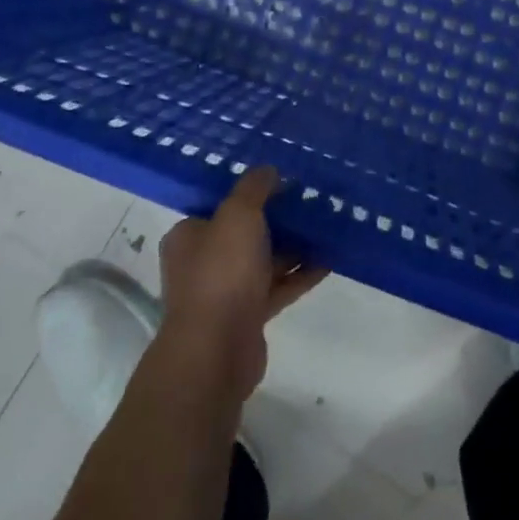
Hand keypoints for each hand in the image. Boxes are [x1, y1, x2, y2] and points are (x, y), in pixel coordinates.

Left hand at [156, 167, 328, 403]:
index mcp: (189, 235)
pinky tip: (329, 261)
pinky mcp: (247, 316)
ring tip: (328, 228)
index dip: (251, 193)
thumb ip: (254, 188)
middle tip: (311, 203)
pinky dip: (299, 275)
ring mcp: (225, 292)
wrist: (216, 349)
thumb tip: (268, 170)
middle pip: (245, 233)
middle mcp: (202, 262)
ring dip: (293, 247)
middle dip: (278, 220)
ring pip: (264, 261)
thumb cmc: (221, 272)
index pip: (220, 206)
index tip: (283, 182)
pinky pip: (277, 288)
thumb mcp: (238, 215)